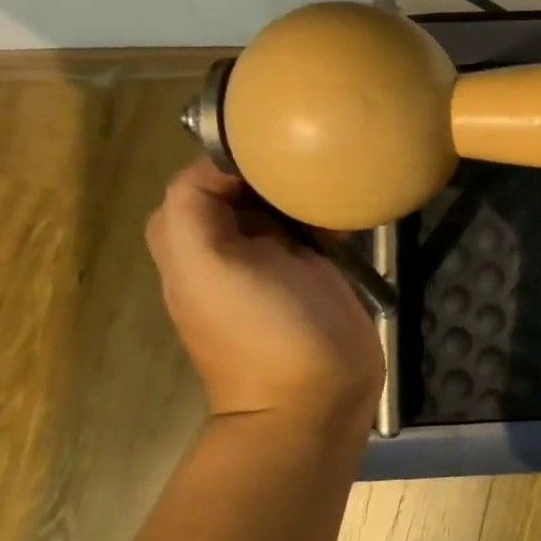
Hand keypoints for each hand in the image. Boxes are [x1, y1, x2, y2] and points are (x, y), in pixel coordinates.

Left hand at [146, 158, 384, 428]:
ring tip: (335, 176)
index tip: (278, 145)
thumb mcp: (205, 267)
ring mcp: (276, 257)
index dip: (236, 155)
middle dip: (276, 166)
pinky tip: (349, 208)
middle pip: (247, 183)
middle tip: (314, 157)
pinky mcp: (315, 268)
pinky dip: (330, 211)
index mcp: (192, 241)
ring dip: (306, 187)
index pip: (205, 174)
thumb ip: (192, 207)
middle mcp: (229, 243)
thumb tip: (224, 161)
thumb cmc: (261, 329)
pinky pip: (316, 223)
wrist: (317, 395)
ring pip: (283, 200)